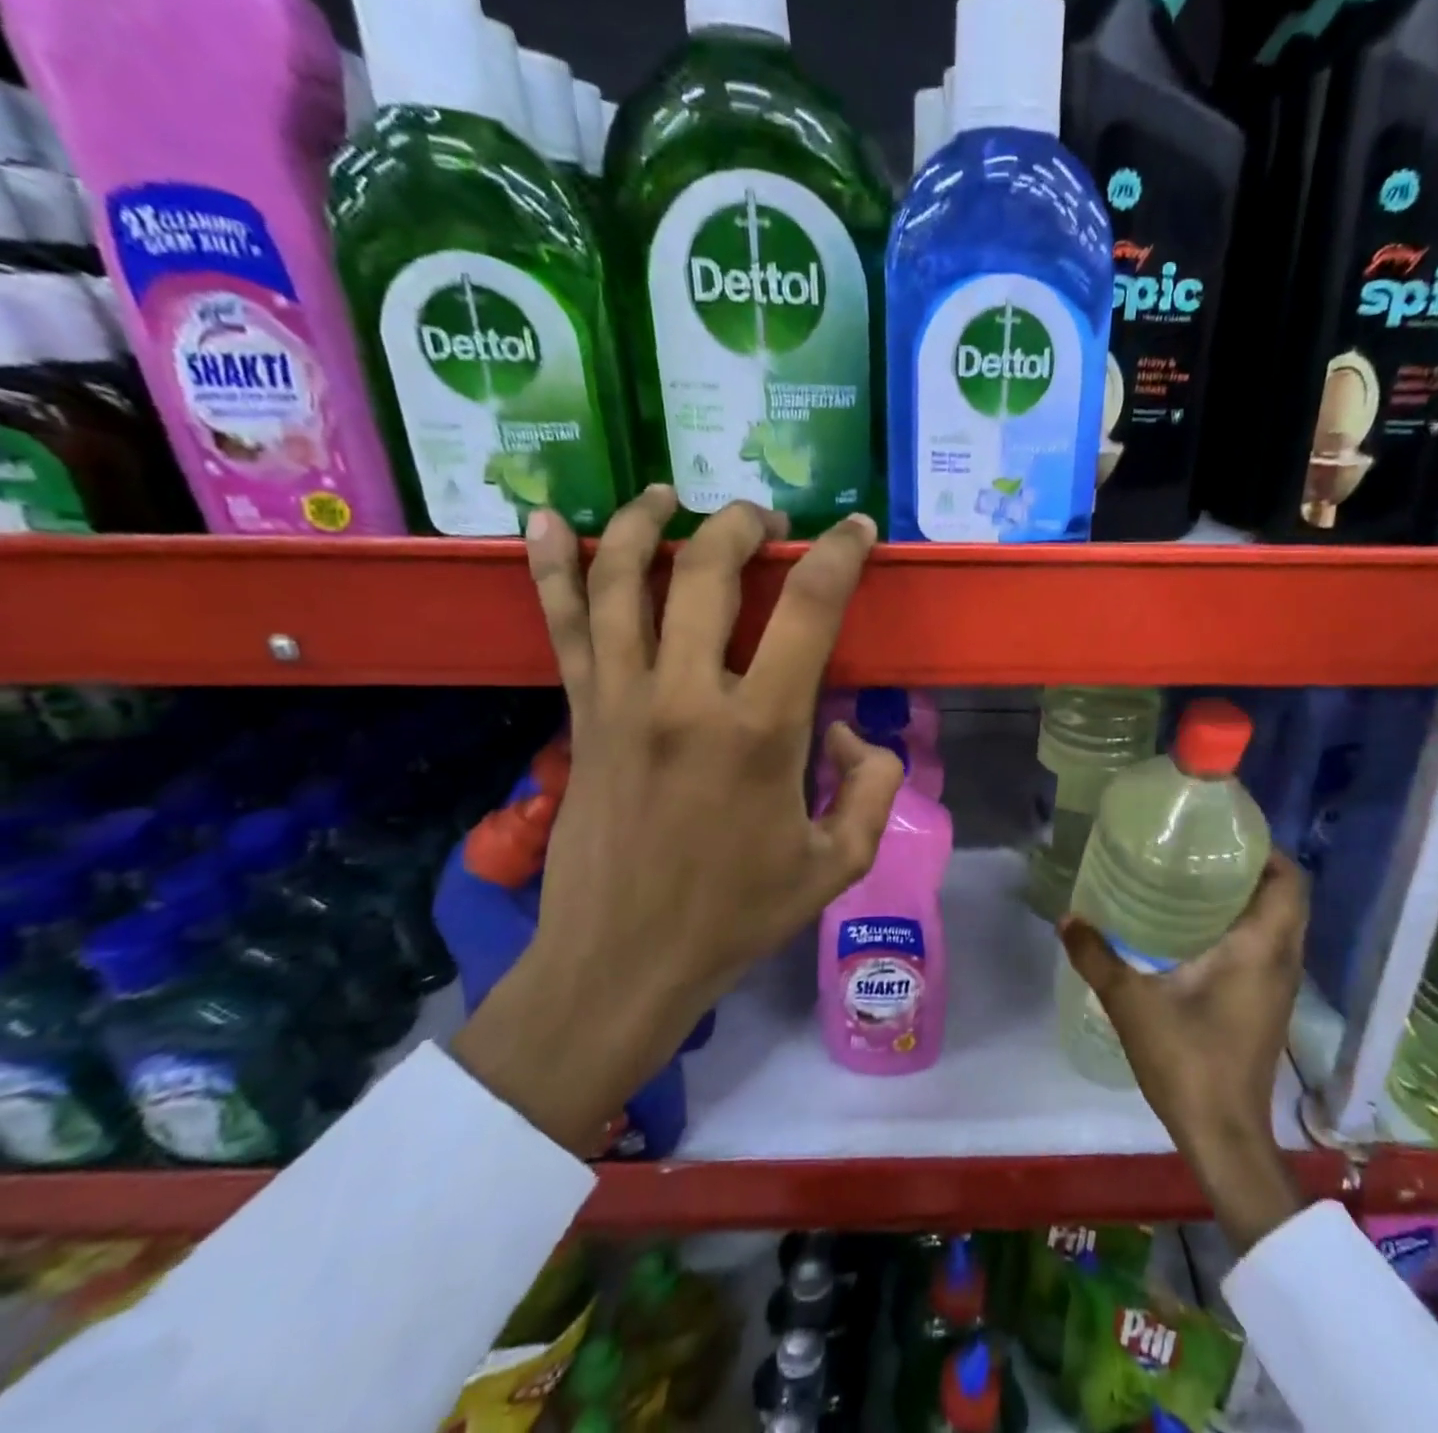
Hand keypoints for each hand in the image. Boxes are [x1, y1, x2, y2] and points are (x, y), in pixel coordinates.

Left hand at [453, 489, 903, 1154]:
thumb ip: (870, 785)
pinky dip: (551, 567)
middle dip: (744, 525)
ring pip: (622, 580)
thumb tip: (846, 733)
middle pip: (707, 570)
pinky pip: (562, 626)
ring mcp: (620, 700)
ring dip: (647, 523)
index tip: (856, 530)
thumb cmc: (737, 915)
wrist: (624, 962)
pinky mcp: (580, 715)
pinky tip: (545, 519)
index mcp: (761, 731)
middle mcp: (686, 696)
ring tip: (671, 496)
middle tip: (767, 521)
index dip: (840, 554)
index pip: (808, 608)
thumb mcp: (839, 862)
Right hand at [1059, 853, 1309, 1249]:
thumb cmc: (1187, 1060)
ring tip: (1195, 881)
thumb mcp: (1131, 1003)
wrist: (1223, 1135)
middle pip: (1286, 897)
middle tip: (1201, 852)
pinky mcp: (1268, 1005)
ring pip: (1279, 924)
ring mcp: (1279, 986)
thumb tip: (1067, 917)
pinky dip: (1245, 927)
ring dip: (1249, 898)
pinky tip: (1196, 931)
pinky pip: (1268, 948)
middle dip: (1252, 868)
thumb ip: (1097, 956)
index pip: (1289, 881)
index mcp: (1261, 948)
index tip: (1225, 834)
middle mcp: (1281, 960)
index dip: (1266, 850)